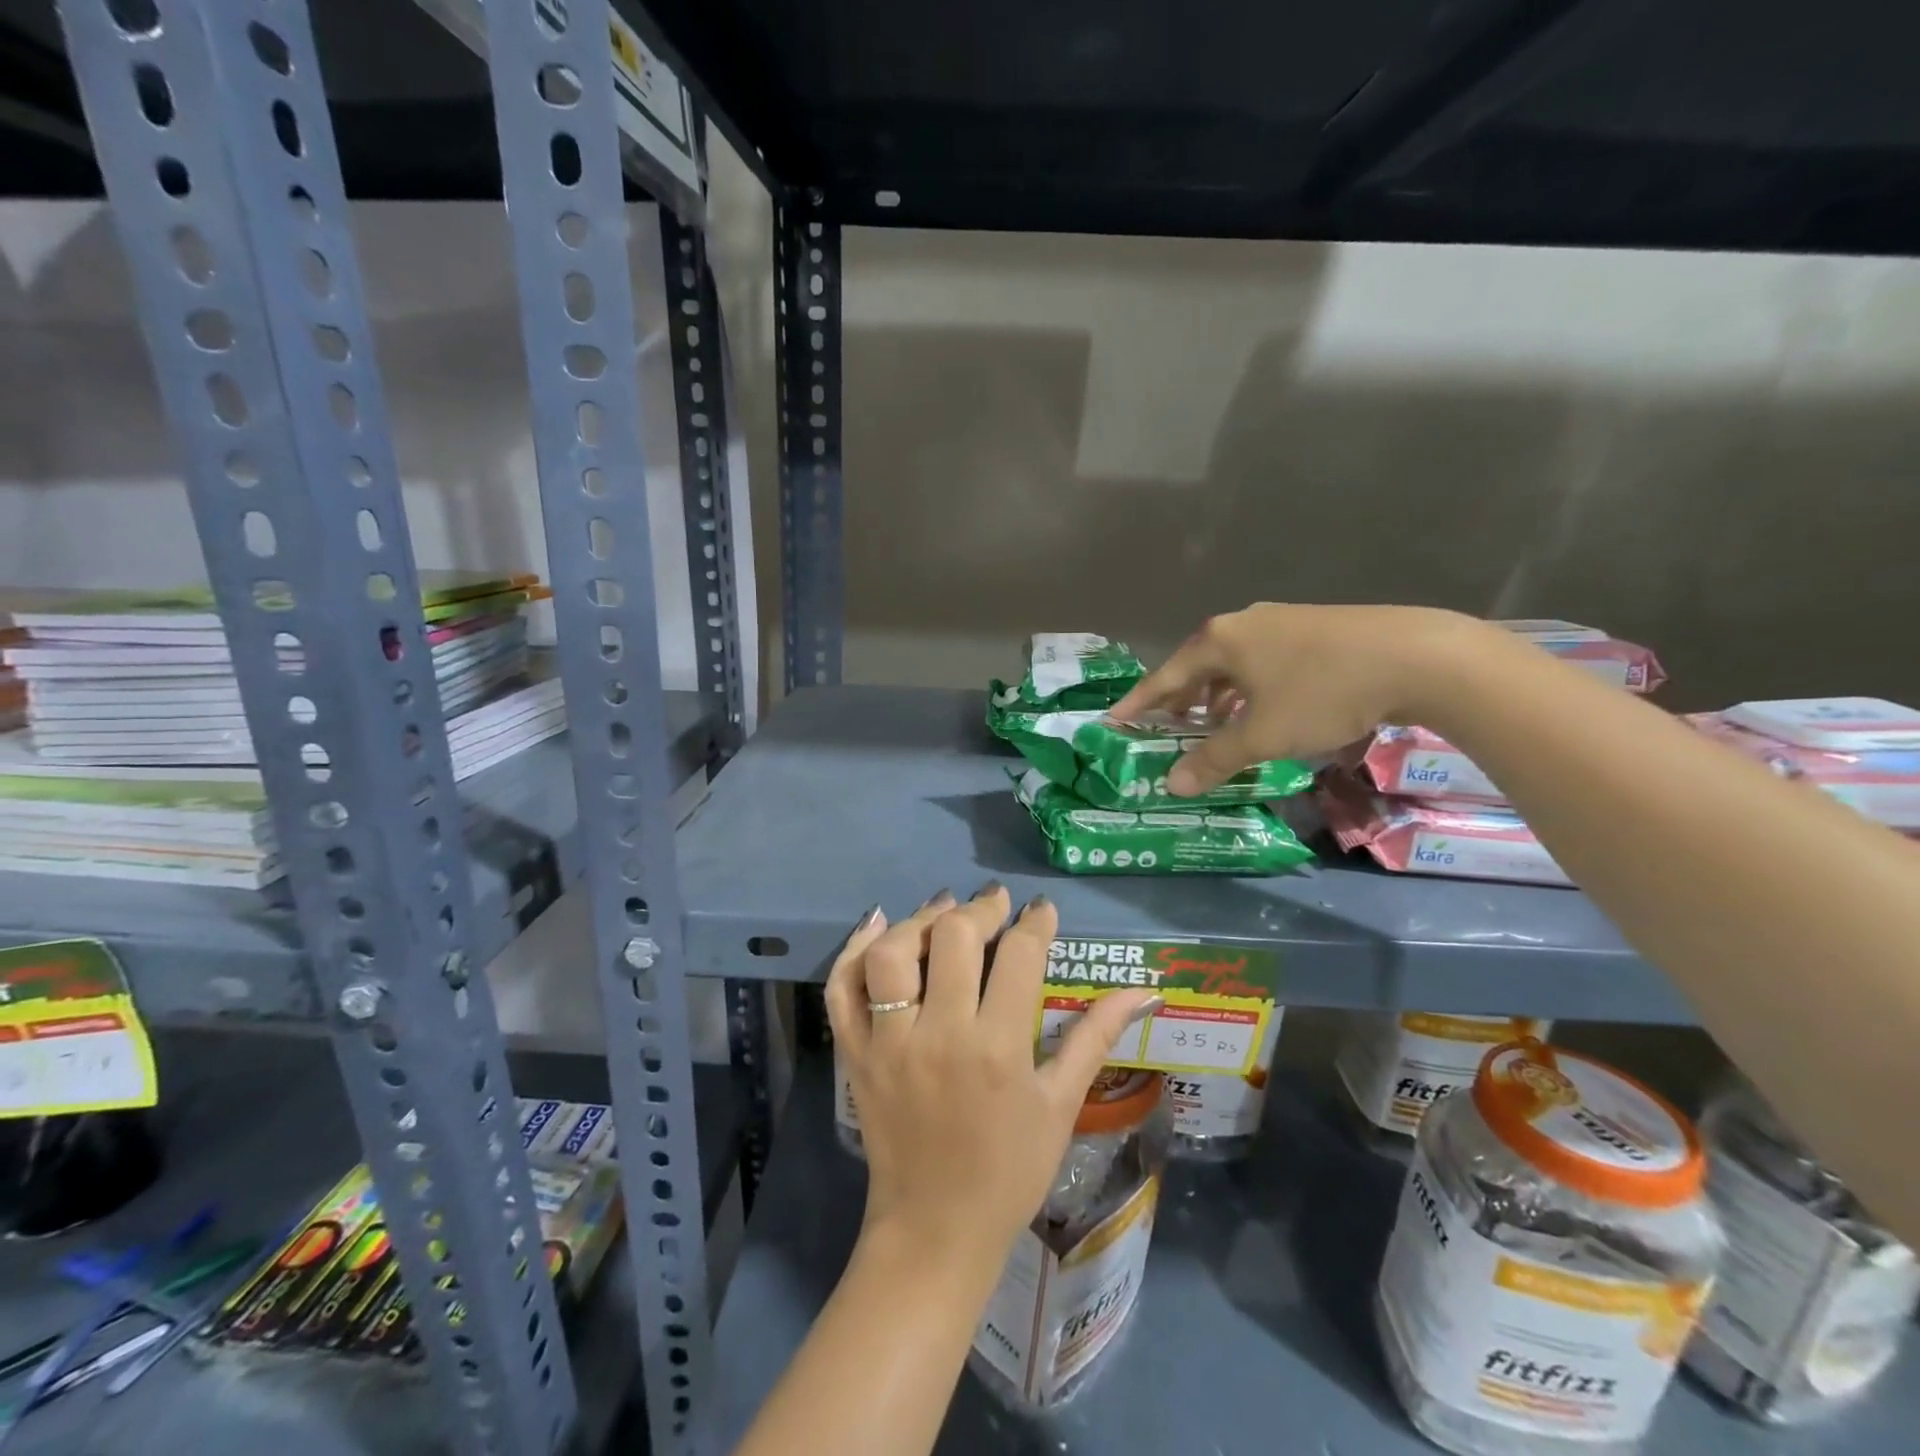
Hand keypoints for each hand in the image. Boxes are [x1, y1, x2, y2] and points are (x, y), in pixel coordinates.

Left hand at [824, 885, 1155, 1265]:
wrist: (936, 1230)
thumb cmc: (1010, 1170)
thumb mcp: (1061, 1104)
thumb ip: (1096, 1037)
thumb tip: (1144, 989)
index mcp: (998, 1048)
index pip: (1019, 955)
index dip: (1035, 922)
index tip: (1041, 910)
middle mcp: (940, 1034)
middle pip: (953, 937)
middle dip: (980, 909)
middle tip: (995, 905)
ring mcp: (889, 1042)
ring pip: (892, 953)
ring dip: (919, 921)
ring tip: (943, 913)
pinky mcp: (855, 1053)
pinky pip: (842, 989)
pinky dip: (853, 950)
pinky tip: (877, 925)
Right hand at [1108, 603, 1482, 796]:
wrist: (1415, 656)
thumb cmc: (1322, 693)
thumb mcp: (1262, 734)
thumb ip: (1214, 759)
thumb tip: (1172, 785)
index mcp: (1219, 640)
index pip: (1165, 676)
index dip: (1139, 702)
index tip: (1115, 720)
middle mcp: (1244, 625)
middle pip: (1197, 666)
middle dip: (1179, 701)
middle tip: (1166, 730)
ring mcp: (1281, 623)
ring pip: (1232, 664)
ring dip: (1216, 697)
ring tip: (1212, 726)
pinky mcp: (1314, 630)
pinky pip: (1262, 662)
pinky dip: (1248, 688)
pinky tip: (1263, 709)